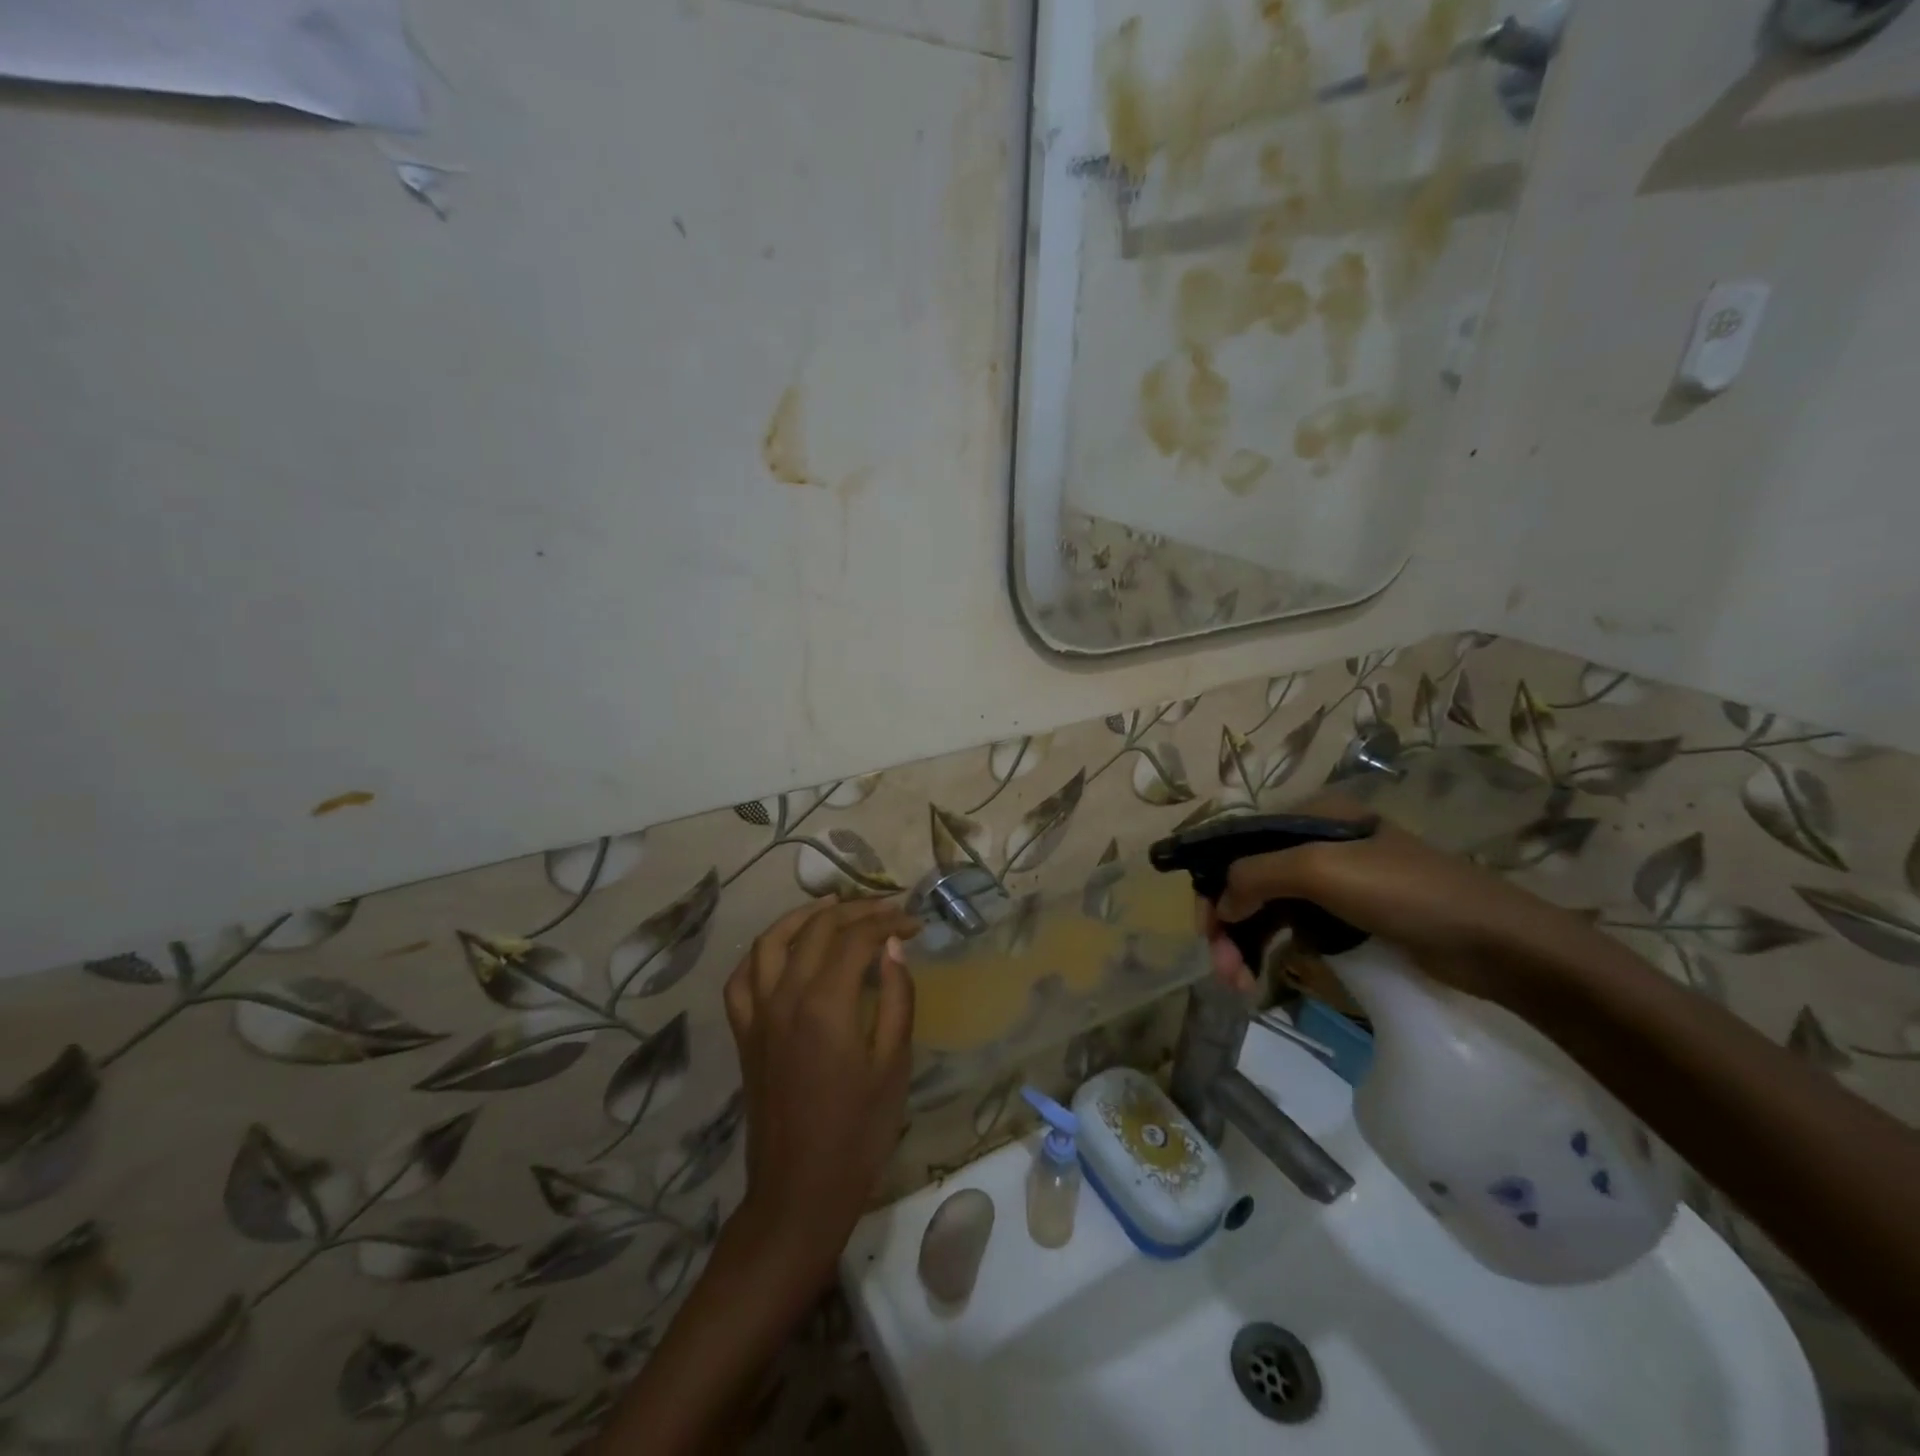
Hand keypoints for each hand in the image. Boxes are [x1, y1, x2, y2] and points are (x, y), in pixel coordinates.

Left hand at [722, 899, 920, 1283]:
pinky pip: (742, 979)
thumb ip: (896, 997)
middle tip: (887, 910)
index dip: (889, 922)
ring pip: (771, 942)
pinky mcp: (744, 1034)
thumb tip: (893, 947)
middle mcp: (785, 996)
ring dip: (803, 916)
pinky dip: (761, 953)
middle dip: (856, 911)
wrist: (800, 1191)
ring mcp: (758, 1014)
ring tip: (833, 905)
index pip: (857, 938)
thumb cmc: (858, 1132)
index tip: (915, 924)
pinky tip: (780, 949)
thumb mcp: (893, 1064)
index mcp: (826, 1003)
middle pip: (817, 929)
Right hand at [1201, 795, 1576, 1006]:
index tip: (1205, 930)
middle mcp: (1317, 842)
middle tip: (1223, 971)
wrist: (1499, 944)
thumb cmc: (1407, 895)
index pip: (1238, 844)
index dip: (1212, 883)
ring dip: (1248, 942)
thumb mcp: (1322, 870)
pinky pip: (1296, 925)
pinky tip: (1272, 971)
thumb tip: (1220, 904)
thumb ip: (1256, 875)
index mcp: (1310, 817)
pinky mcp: (1353, 915)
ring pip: (1270, 907)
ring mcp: (1337, 880)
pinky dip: (1277, 947)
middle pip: (1249, 879)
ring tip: (1241, 985)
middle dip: (1228, 924)